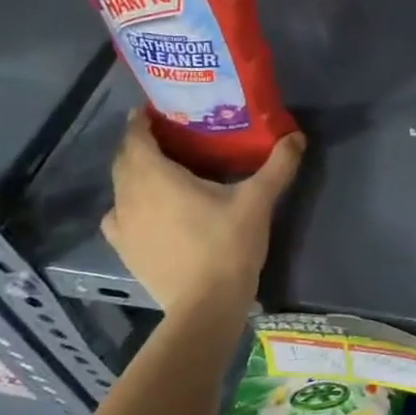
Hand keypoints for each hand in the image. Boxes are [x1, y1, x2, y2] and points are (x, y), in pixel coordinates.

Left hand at [101, 113, 303, 312]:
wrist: (205, 305)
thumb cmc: (227, 244)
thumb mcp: (258, 201)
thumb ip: (278, 165)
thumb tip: (296, 136)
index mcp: (154, 176)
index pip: (135, 135)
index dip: (143, 119)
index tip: (160, 109)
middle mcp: (128, 195)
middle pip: (124, 159)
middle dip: (142, 144)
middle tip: (170, 136)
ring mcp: (121, 224)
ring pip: (121, 186)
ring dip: (135, 173)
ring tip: (162, 171)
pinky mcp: (124, 249)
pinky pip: (119, 215)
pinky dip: (130, 204)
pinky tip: (149, 210)